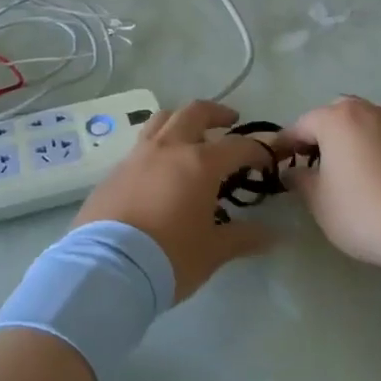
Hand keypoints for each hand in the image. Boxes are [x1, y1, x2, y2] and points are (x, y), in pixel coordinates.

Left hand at [74, 101, 282, 301]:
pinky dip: (157, 146)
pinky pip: (140, 145)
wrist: (107, 268)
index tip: (266, 161)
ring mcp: (137, 156)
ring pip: (162, 120)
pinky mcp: (114, 171)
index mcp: (199, 163)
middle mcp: (168, 149)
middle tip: (230, 122)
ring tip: (191, 135)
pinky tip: (160, 169)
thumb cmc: (170, 257)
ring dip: (181, 120)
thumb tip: (272, 234)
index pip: (238, 146)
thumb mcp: (213, 251)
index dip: (257, 150)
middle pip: (194, 113)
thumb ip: (243, 237)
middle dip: (216, 113)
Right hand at [279, 97, 380, 272]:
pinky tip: (363, 175)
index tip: (273, 162)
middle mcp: (366, 110)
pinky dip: (365, 148)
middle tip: (306, 163)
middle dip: (316, 136)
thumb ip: (300, 180)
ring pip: (358, 124)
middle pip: (332, 117)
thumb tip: (293, 172)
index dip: (283, 145)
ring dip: (343, 140)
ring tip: (335, 170)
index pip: (300, 126)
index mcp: (336, 118)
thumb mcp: (318, 200)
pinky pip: (378, 137)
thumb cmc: (361, 210)